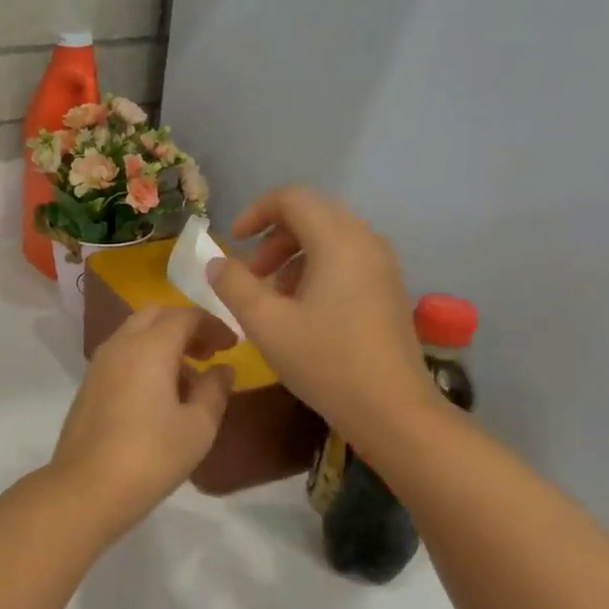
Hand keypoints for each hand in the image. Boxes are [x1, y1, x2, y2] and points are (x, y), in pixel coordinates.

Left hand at [50, 306, 234, 538]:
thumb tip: (223, 369)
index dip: (212, 324)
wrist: (87, 487)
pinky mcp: (88, 385)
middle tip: (210, 352)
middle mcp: (120, 345)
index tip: (232, 345)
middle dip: (185, 326)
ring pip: (134, 334)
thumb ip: (214, 390)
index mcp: (149, 346)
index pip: (184, 315)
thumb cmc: (151, 456)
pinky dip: (144, 359)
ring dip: (163, 343)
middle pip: (154, 316)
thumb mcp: (198, 426)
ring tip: (189, 380)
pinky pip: (121, 355)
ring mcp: (98, 364)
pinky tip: (159, 395)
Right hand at [207, 187, 437, 454]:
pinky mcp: (387, 289)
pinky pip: (346, 260)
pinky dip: (315, 270)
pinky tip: (300, 310)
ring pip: (329, 238)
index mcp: (338, 241)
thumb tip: (216, 263)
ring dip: (292, 255)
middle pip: (312, 215)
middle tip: (250, 273)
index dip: (255, 212)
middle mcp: (365, 241)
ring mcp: (382, 266)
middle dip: (273, 237)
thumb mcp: (266, 323)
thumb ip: (234, 285)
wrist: (392, 409)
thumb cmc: (325, 361)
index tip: (233, 242)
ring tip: (271, 296)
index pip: (292, 199)